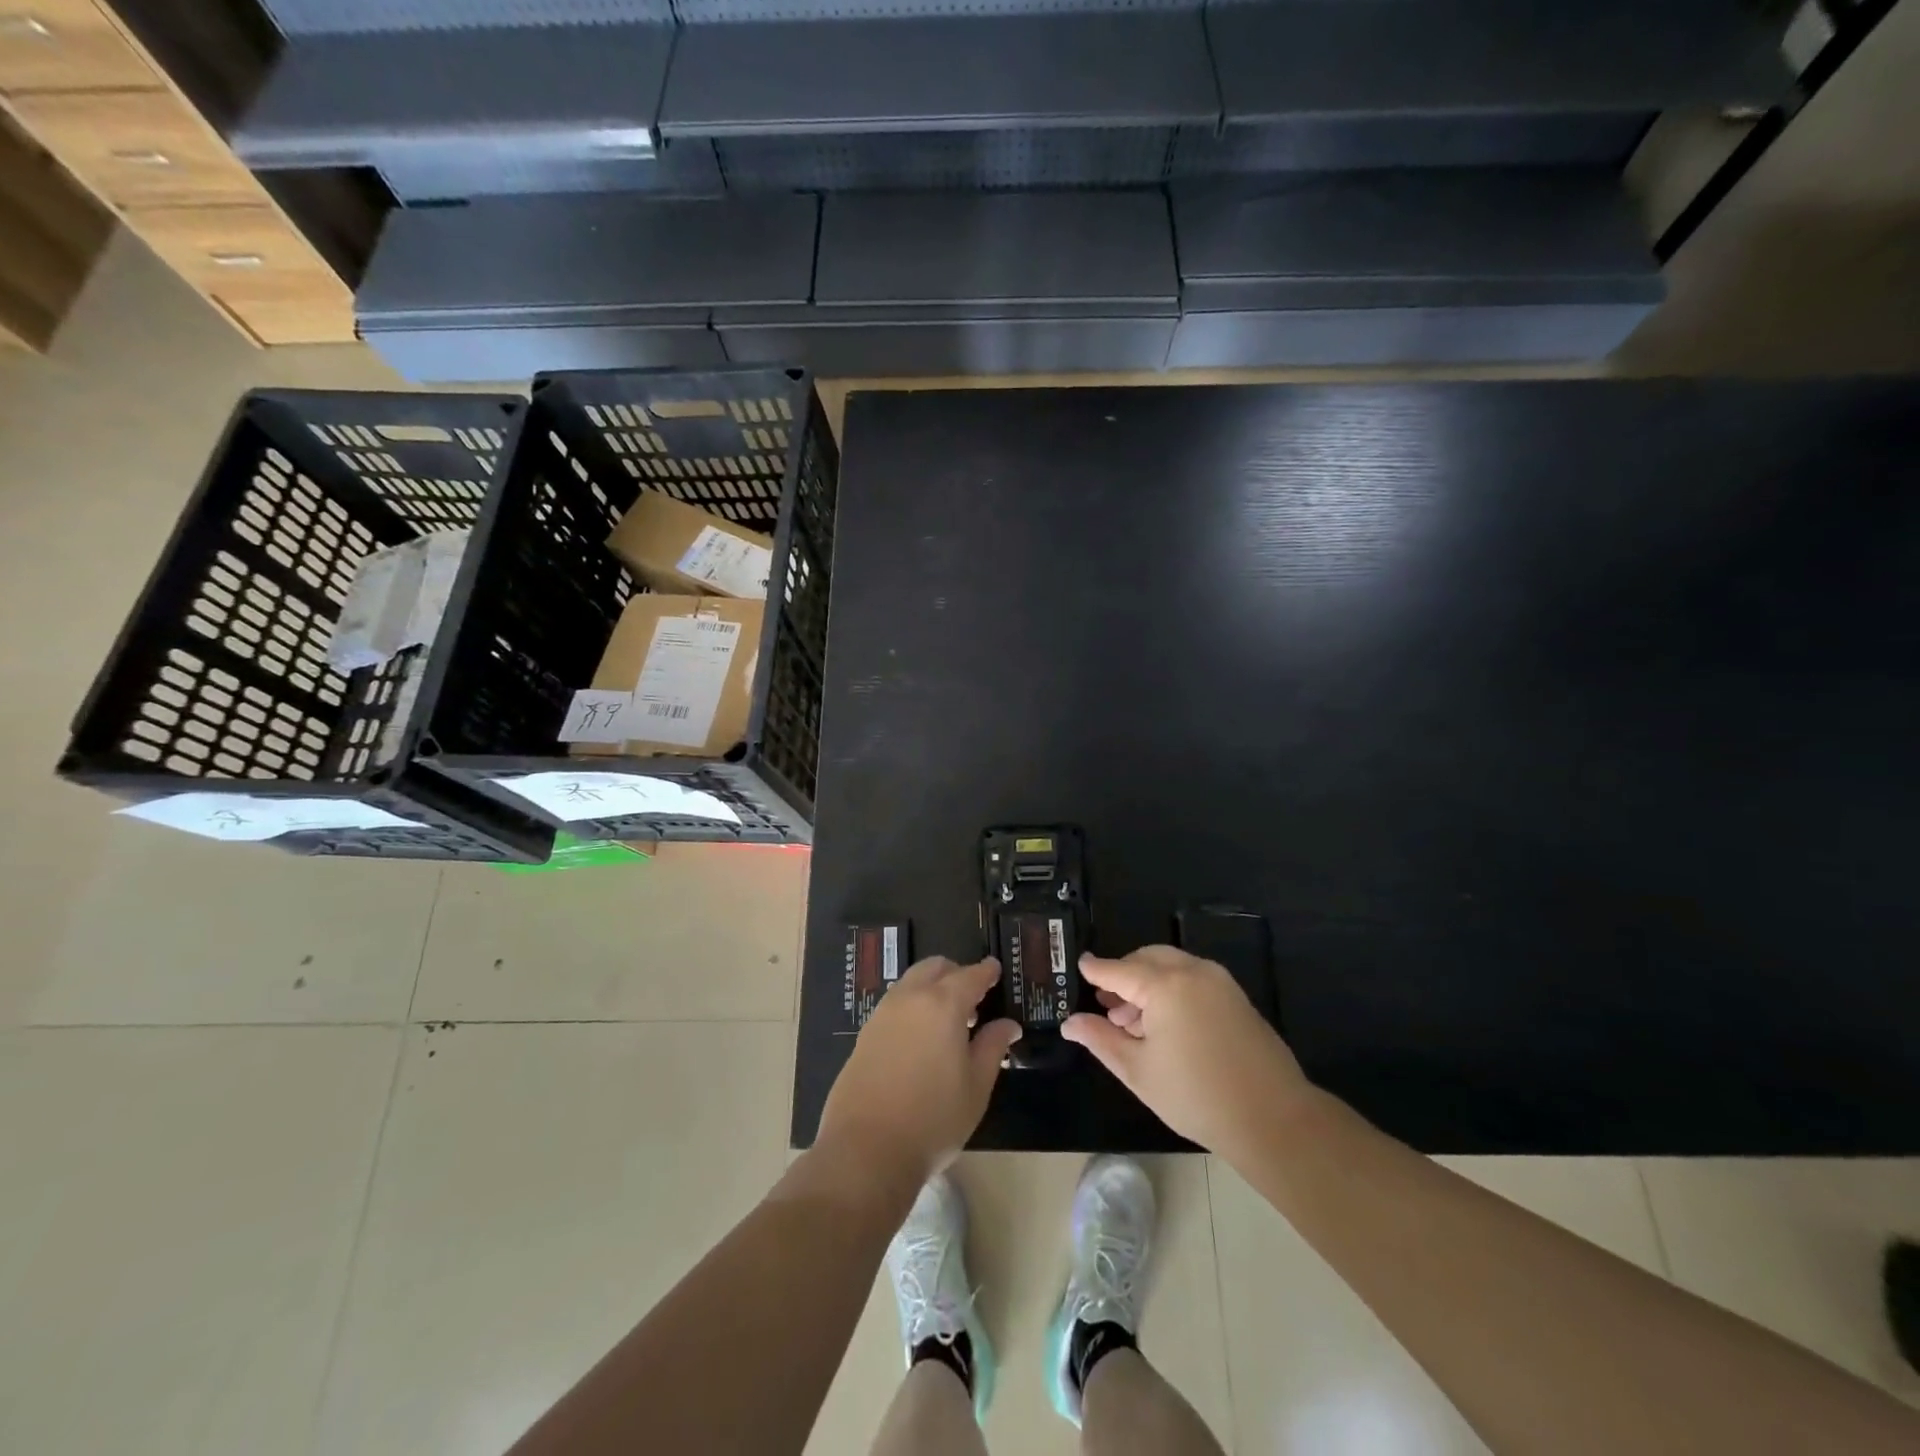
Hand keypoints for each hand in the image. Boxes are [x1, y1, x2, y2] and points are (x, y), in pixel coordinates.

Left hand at [817, 956, 1021, 1186]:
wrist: (865, 1150)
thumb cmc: (933, 1119)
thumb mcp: (976, 1086)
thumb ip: (993, 1047)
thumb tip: (1008, 1024)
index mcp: (943, 1005)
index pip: (970, 975)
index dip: (986, 971)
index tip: (996, 970)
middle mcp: (910, 998)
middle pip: (936, 968)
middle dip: (956, 974)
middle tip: (973, 1001)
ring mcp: (883, 1014)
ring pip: (911, 983)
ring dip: (932, 989)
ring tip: (947, 1024)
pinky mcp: (865, 1034)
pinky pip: (895, 1004)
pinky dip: (912, 1006)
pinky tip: (920, 1039)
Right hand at [1063, 945, 1313, 1164]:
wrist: (1273, 1119)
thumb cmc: (1195, 1095)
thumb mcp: (1138, 1070)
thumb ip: (1101, 1039)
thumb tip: (1070, 1023)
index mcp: (1165, 985)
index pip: (1119, 969)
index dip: (1096, 969)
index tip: (1079, 965)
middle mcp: (1193, 971)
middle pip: (1147, 959)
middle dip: (1123, 975)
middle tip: (1105, 1002)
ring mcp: (1219, 982)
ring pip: (1171, 966)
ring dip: (1147, 982)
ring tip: (1131, 1021)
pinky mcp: (1237, 997)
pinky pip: (1193, 978)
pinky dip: (1171, 988)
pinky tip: (1164, 1025)